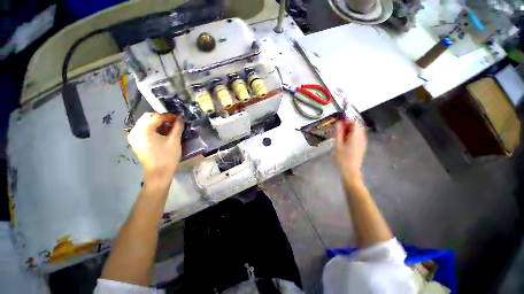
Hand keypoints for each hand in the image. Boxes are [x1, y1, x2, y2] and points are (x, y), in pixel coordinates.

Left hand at [127, 113, 183, 185]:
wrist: (158, 174)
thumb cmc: (167, 157)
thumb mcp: (174, 141)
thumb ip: (177, 127)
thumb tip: (180, 119)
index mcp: (144, 130)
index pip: (157, 117)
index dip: (169, 116)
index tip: (180, 117)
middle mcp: (135, 131)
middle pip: (148, 117)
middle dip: (162, 118)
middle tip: (174, 122)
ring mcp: (134, 137)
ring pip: (145, 123)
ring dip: (157, 122)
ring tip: (170, 127)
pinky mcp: (136, 142)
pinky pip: (144, 130)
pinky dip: (153, 128)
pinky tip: (162, 132)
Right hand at [333, 120, 366, 183]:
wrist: (350, 171)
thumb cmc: (342, 158)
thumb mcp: (337, 144)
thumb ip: (338, 132)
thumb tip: (339, 122)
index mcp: (356, 136)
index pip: (354, 122)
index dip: (346, 121)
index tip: (338, 124)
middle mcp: (362, 137)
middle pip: (357, 127)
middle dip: (347, 126)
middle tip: (338, 131)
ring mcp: (363, 142)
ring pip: (357, 132)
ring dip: (348, 131)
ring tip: (339, 136)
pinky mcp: (361, 147)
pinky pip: (357, 137)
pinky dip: (351, 136)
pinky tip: (344, 142)